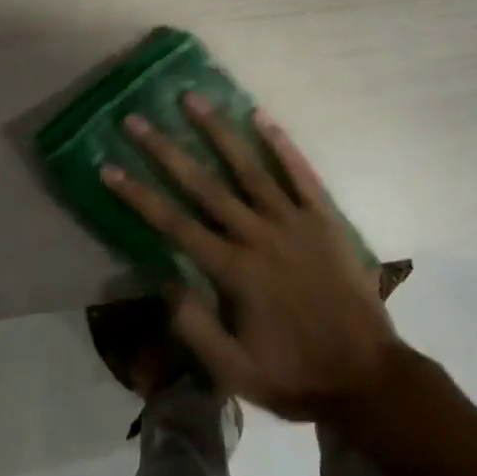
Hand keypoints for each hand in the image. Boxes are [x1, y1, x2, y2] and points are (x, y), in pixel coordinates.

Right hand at [103, 96, 400, 422]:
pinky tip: (260, 115)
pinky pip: (300, 173)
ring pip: (248, 167)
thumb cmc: (296, 375)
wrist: (367, 377)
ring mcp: (293, 221)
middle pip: (203, 184)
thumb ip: (195, 327)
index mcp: (233, 270)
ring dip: (217, 131)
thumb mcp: (235, 372)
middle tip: (136, 119)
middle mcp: (258, 235)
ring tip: (192, 98)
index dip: (137, 195)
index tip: (108, 166)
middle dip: (165, 150)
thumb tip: (163, 279)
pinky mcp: (323, 217)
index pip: (173, 223)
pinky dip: (280, 143)